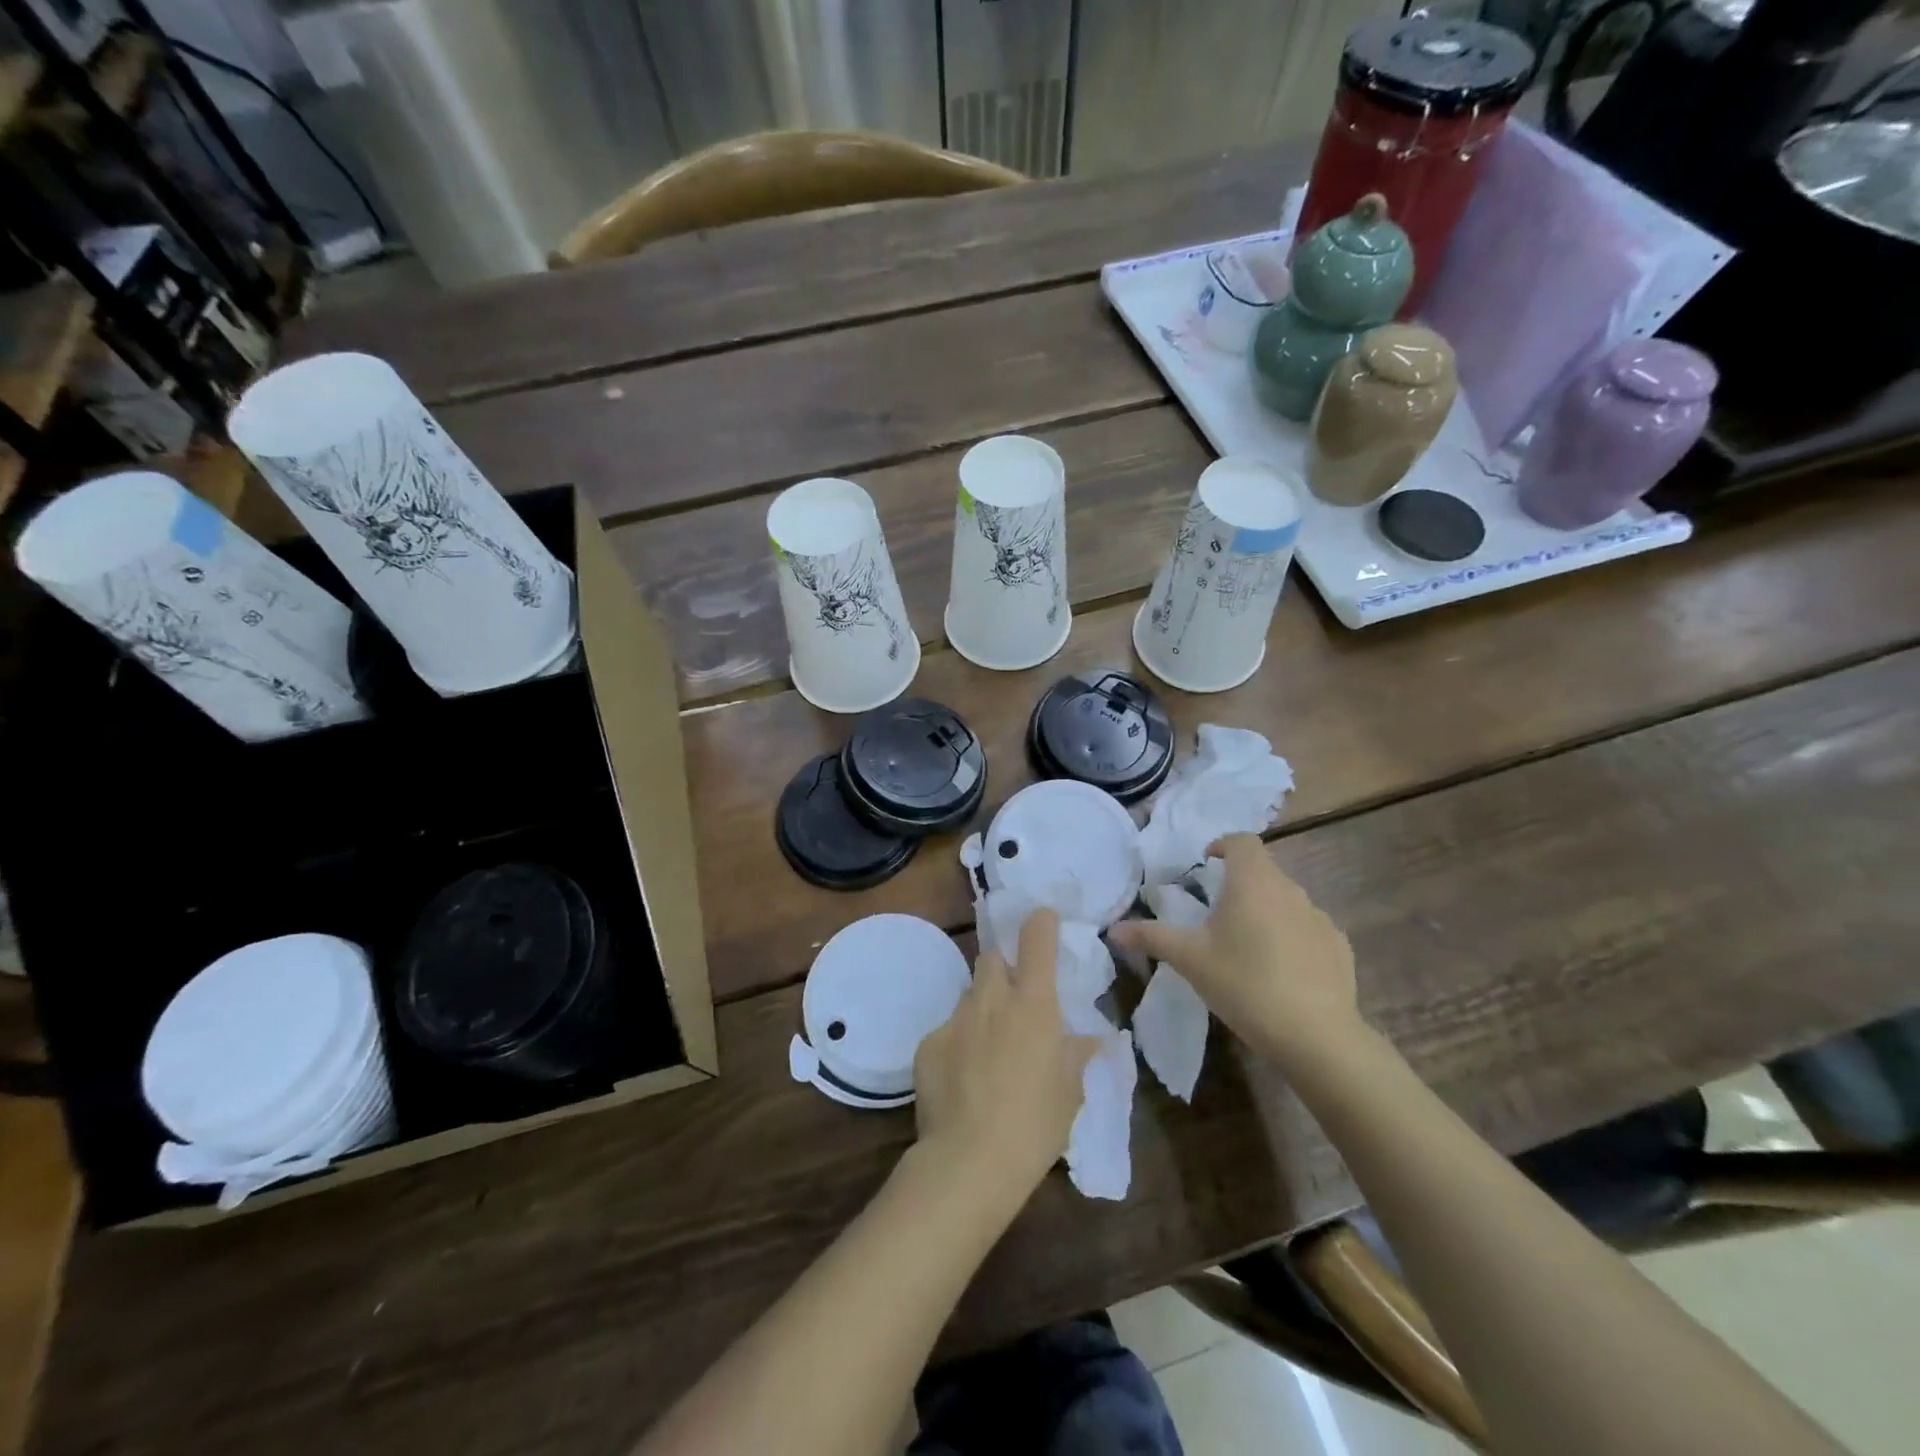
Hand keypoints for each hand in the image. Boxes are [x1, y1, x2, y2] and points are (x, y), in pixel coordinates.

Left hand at [913, 909, 1099, 1204]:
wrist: (969, 1161)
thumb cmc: (1035, 1125)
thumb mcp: (1070, 1093)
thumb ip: (1078, 1056)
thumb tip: (1094, 1038)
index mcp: (1034, 1004)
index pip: (1036, 939)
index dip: (1040, 923)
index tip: (1043, 921)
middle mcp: (992, 1000)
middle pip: (992, 957)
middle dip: (1004, 968)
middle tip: (1016, 1000)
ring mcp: (955, 1019)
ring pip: (970, 995)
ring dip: (982, 1008)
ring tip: (989, 1049)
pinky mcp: (927, 1043)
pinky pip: (947, 1030)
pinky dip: (958, 1043)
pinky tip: (962, 1079)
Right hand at [1109, 834, 1359, 1061]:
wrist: (1317, 1036)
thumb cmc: (1244, 984)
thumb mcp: (1189, 960)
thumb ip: (1151, 937)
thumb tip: (1113, 929)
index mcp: (1252, 882)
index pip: (1242, 841)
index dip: (1222, 845)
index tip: (1206, 863)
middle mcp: (1290, 889)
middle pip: (1263, 870)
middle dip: (1239, 883)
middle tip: (1216, 913)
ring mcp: (1319, 918)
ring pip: (1286, 900)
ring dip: (1265, 910)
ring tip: (1246, 945)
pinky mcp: (1339, 947)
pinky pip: (1308, 929)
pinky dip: (1291, 937)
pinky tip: (1281, 971)